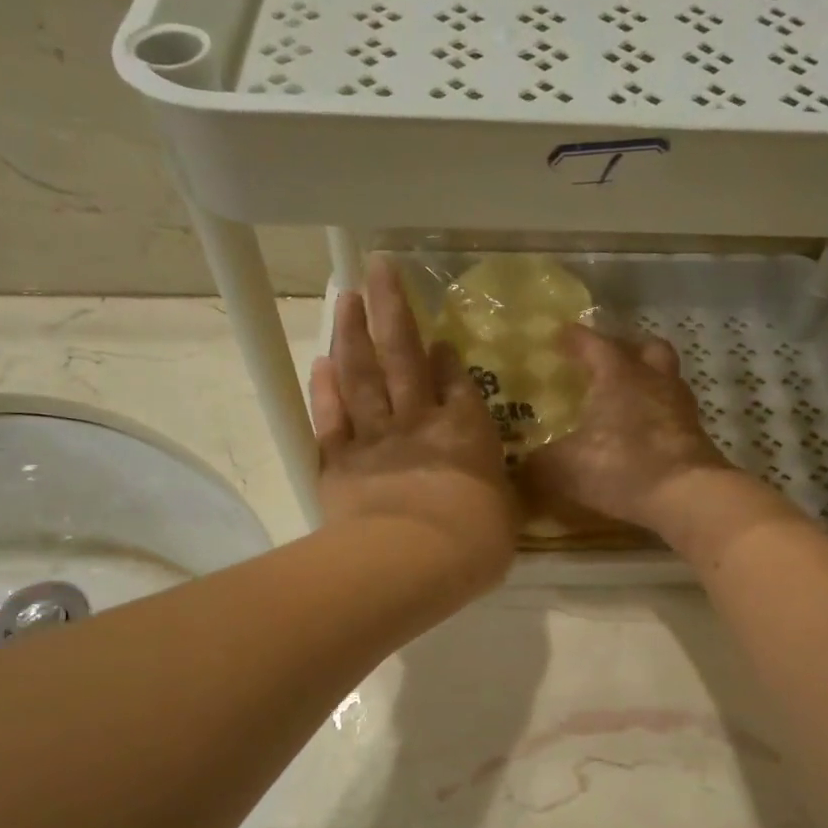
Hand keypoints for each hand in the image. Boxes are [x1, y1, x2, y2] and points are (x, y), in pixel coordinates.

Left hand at [310, 258, 516, 583]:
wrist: (415, 560)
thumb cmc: (475, 543)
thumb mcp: (505, 515)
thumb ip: (495, 490)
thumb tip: (492, 485)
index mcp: (465, 431)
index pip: (455, 382)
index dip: (445, 357)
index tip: (438, 338)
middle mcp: (418, 421)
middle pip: (401, 355)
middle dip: (391, 308)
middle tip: (377, 267)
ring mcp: (375, 438)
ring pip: (361, 375)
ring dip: (352, 333)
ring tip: (346, 297)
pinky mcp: (339, 462)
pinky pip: (331, 418)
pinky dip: (325, 389)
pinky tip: (321, 362)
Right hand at [520, 324, 734, 531]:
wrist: (687, 495)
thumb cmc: (621, 467)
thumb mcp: (565, 468)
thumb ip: (538, 463)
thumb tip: (520, 464)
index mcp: (618, 375)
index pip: (594, 343)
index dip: (575, 338)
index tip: (560, 335)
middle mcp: (654, 380)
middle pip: (646, 348)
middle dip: (627, 348)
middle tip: (607, 360)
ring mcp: (680, 407)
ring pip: (666, 378)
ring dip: (647, 381)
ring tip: (627, 398)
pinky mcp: (696, 435)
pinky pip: (673, 412)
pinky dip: (658, 415)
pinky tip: (643, 433)